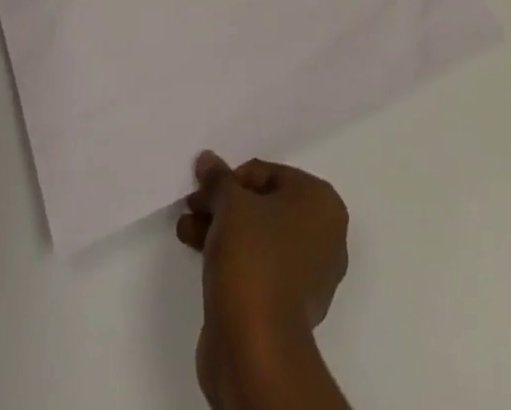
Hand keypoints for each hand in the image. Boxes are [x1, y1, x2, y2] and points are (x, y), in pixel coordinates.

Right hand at [177, 153, 349, 405]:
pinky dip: (231, 256)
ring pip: (259, 237)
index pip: (270, 174)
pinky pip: (258, 266)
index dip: (232, 178)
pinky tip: (199, 253)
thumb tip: (208, 160)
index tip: (204, 187)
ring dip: (222, 229)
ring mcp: (308, 274)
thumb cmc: (253, 258)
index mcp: (322, 203)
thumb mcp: (231, 205)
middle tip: (193, 205)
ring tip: (186, 229)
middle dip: (225, 204)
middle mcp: (324, 235)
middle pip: (264, 205)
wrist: (257, 349)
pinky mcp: (288, 306)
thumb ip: (219, 179)